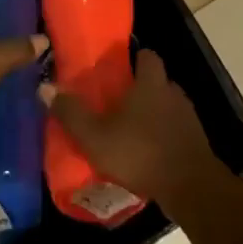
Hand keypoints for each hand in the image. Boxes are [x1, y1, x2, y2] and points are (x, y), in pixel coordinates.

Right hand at [44, 50, 218, 206]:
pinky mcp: (197, 142)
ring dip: (153, 115)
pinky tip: (149, 154)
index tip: (119, 68)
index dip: (135, 58)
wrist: (191, 188)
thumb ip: (71, 113)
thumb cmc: (140, 153)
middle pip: (157, 81)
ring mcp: (189, 118)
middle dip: (140, 89)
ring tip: (132, 131)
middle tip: (118, 104)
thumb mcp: (96, 136)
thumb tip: (44, 88)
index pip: (148, 55)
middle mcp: (173, 93)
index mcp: (151, 83)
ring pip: (168, 106)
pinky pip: (176, 130)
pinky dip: (164, 136)